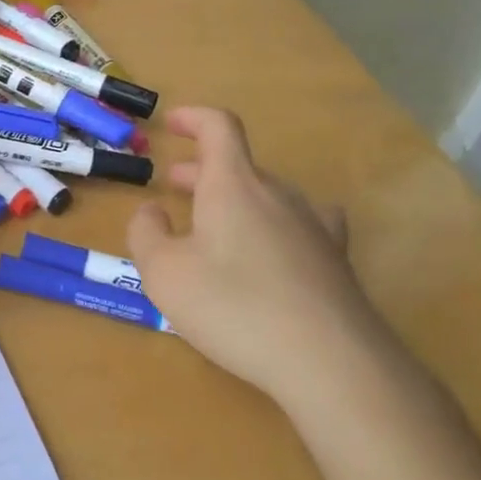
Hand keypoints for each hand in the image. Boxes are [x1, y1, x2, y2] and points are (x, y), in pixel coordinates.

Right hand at [127, 107, 405, 412]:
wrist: (331, 362)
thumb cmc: (234, 307)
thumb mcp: (164, 273)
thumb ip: (146, 233)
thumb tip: (151, 210)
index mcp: (234, 185)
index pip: (219, 127)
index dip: (193, 117)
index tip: (171, 123)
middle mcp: (277, 194)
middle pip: (239, 165)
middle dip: (201, 170)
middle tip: (173, 186)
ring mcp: (313, 226)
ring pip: (266, 195)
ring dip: (234, 199)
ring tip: (212, 225)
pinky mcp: (335, 261)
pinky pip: (300, 225)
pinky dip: (274, 225)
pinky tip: (273, 247)